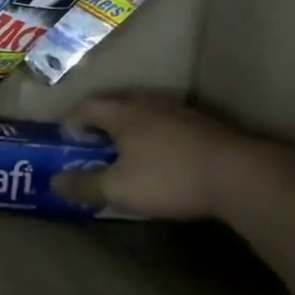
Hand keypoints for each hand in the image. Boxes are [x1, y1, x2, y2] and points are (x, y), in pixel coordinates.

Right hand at [51, 94, 269, 219]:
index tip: (69, 141)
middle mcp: (150, 104)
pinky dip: (159, 138)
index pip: (88, 107)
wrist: (240, 176)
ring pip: (147, 114)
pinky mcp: (207, 127)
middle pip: (118, 105)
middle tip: (96, 145)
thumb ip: (83, 185)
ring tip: (129, 153)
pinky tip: (165, 159)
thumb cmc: (168, 178)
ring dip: (133, 130)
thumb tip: (53, 182)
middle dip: (102, 123)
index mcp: (123, 114)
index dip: (73, 122)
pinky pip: (171, 126)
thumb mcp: (117, 189)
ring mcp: (182, 113)